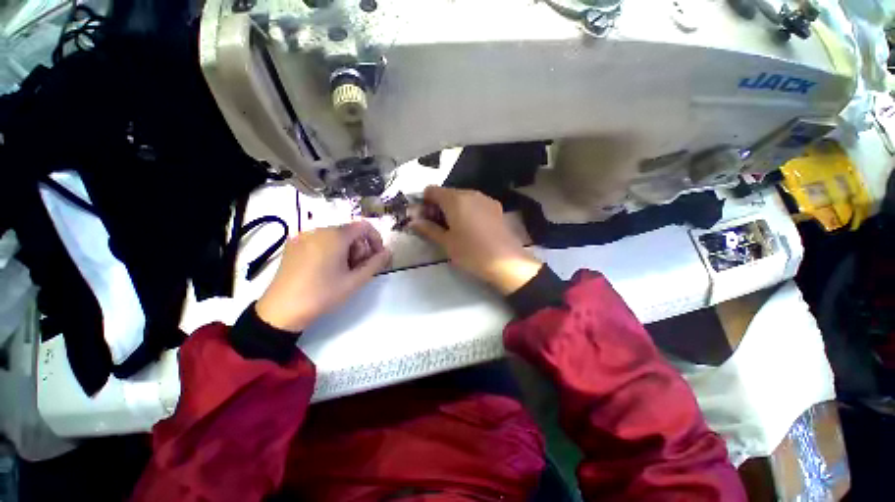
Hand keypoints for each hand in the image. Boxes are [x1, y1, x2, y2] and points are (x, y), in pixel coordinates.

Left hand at [256, 221, 390, 331]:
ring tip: (342, 271)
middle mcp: (318, 230)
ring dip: (346, 250)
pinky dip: (331, 250)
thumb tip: (388, 252)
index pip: (364, 226)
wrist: (282, 310)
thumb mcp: (355, 281)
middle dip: (360, 248)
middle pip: (350, 232)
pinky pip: (320, 241)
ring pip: (335, 237)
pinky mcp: (294, 245)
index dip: (376, 239)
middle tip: (359, 269)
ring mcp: (303, 237)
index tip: (377, 257)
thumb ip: (376, 263)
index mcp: (334, 236)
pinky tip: (326, 269)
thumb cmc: (323, 294)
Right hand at [409, 186, 542, 294]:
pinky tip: (471, 228)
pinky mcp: (496, 207)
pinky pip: (475, 203)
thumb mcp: (447, 243)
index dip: (424, 202)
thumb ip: (428, 229)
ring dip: (453, 208)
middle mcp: (471, 193)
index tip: (424, 218)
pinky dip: (467, 210)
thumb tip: (413, 221)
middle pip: (447, 193)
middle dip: (438, 206)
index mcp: (455, 200)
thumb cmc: (472, 253)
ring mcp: (486, 199)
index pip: (432, 190)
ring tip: (455, 228)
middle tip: (437, 226)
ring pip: (462, 198)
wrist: (507, 262)